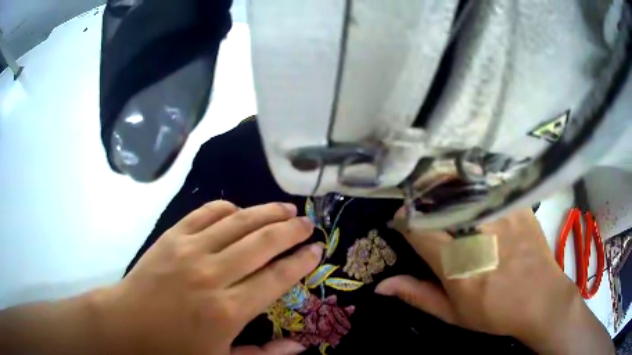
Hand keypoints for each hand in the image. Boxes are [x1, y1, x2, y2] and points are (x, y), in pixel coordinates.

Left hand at [99, 200, 322, 354]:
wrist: (125, 324)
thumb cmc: (173, 349)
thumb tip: (299, 347)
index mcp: (228, 311)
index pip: (277, 277)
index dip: (301, 261)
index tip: (317, 249)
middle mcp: (212, 274)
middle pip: (262, 242)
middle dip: (291, 230)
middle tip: (308, 223)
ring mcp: (189, 250)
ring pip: (237, 222)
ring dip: (266, 212)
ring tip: (286, 209)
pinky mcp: (171, 237)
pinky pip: (206, 213)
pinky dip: (228, 208)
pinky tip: (240, 210)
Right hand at [375, 208, 612, 353]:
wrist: (541, 300)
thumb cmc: (495, 312)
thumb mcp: (453, 313)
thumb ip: (418, 295)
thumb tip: (381, 286)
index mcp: (456, 263)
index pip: (417, 228)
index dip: (404, 222)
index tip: (403, 223)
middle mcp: (476, 232)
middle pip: (438, 201)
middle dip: (424, 203)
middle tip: (423, 211)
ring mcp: (499, 214)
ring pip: (461, 188)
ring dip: (447, 192)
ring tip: (446, 201)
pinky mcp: (516, 204)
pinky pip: (488, 186)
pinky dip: (475, 188)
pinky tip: (475, 196)